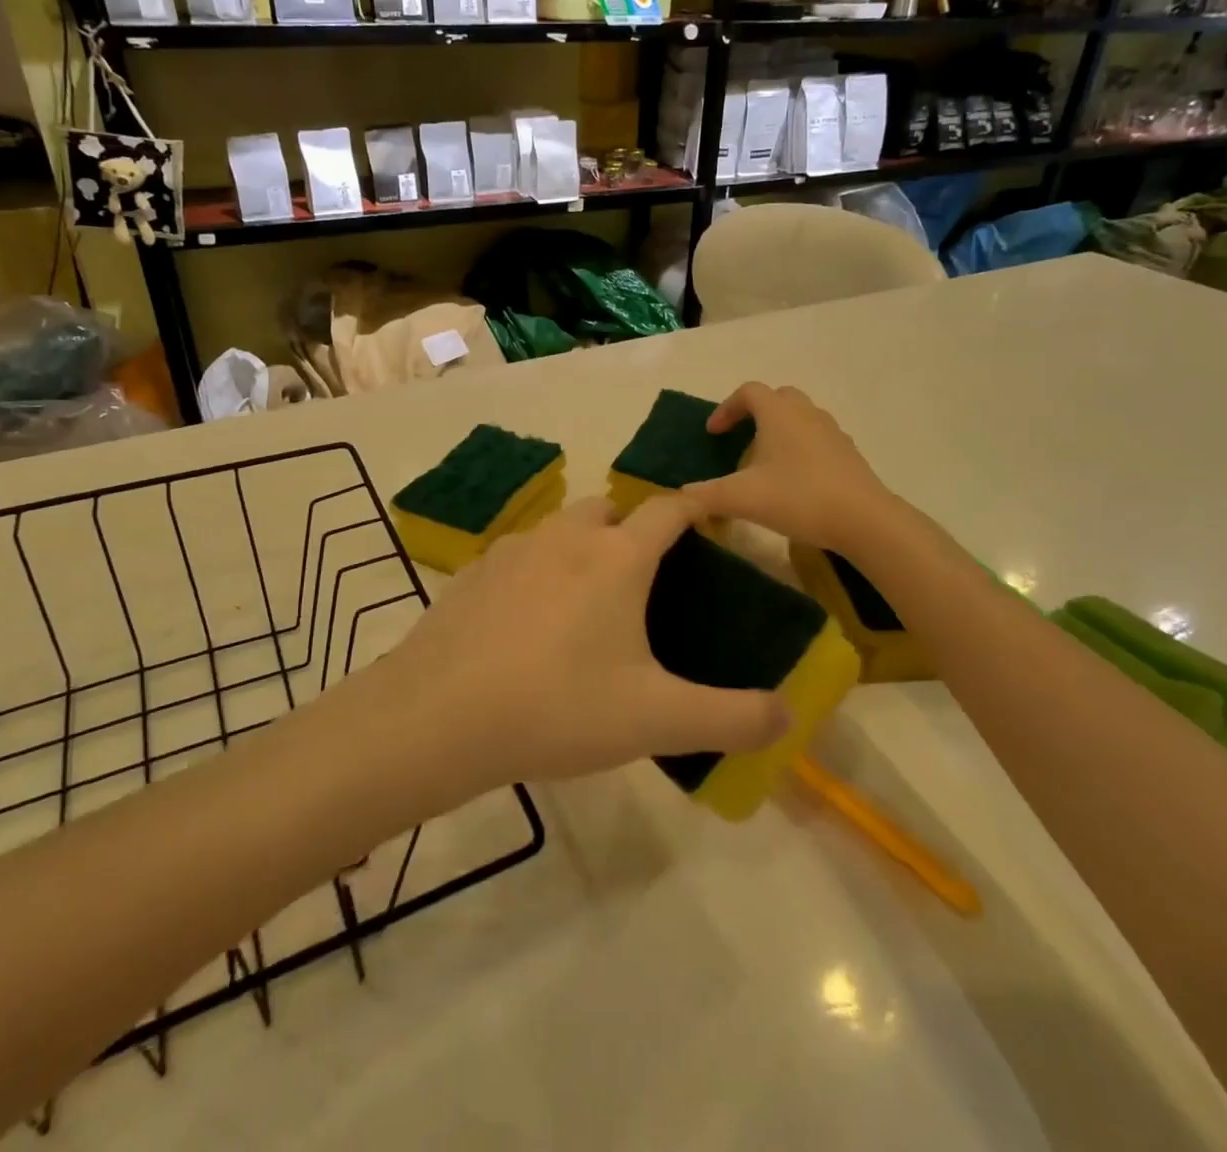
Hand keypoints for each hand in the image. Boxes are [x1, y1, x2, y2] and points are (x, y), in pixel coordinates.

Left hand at [389, 494, 788, 787]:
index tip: (707, 517)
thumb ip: (731, 717)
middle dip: (632, 529)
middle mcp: (565, 537)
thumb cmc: (559, 708)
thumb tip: (786, 715)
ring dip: (581, 547)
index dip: (693, 507)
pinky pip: (519, 555)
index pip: (667, 509)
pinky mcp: (472, 572)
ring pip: (560, 528)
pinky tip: (527, 622)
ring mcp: (512, 550)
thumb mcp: (656, 720)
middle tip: (643, 579)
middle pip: (609, 509)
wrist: (439, 716)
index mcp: (617, 558)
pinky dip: (536, 571)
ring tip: (585, 601)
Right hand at [681, 383, 897, 554]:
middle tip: (740, 439)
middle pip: (778, 398)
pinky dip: (800, 449)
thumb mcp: (742, 498)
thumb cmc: (798, 497)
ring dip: (779, 431)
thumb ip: (707, 494)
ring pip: (800, 418)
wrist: (864, 520)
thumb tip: (682, 495)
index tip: (713, 433)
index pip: (748, 392)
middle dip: (755, 413)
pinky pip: (817, 439)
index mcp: (779, 413)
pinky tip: (794, 481)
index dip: (726, 408)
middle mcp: (807, 414)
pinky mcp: (848, 454)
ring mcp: (832, 432)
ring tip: (765, 463)